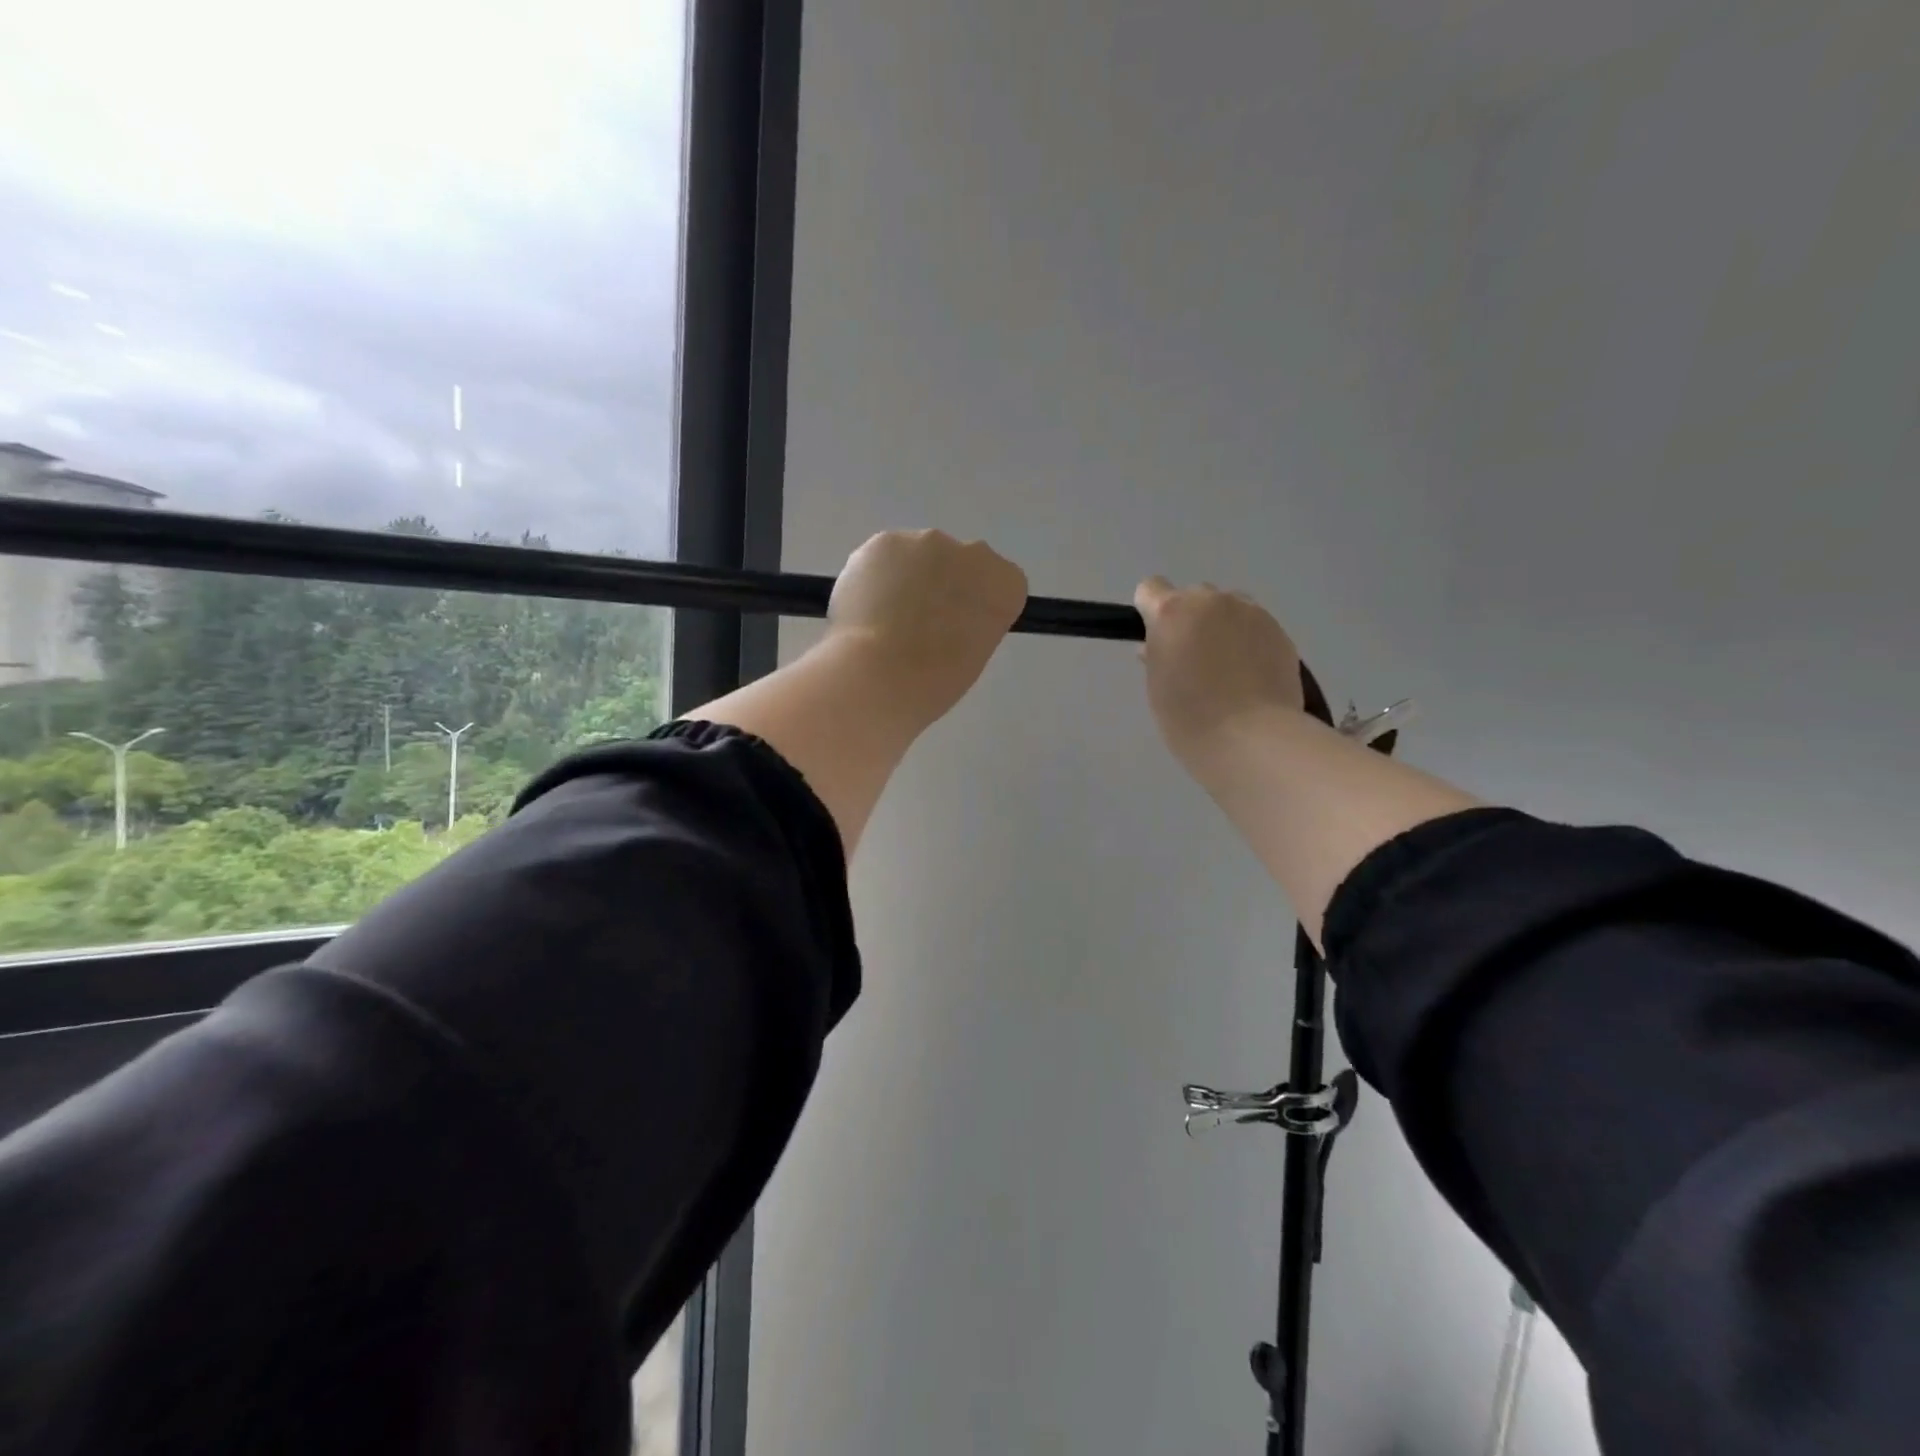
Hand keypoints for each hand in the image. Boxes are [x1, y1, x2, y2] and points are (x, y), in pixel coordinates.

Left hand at [828, 530, 1028, 726]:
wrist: (878, 674)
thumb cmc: (933, 682)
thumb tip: (947, 618)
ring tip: (884, 620)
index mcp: (1005, 585)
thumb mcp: (973, 657)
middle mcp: (973, 553)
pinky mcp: (884, 541)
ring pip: (919, 557)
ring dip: (907, 580)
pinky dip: (876, 578)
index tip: (958, 630)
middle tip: (918, 626)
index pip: (1000, 584)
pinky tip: (865, 607)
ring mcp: (926, 541)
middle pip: (959, 564)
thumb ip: (970, 626)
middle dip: (942, 586)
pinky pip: (884, 557)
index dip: (976, 606)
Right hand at [1135, 577, 1306, 769]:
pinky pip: (1255, 626)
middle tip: (1193, 658)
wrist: (1252, 739)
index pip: (1151, 588)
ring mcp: (1250, 613)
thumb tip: (1158, 646)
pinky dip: (1249, 641)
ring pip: (1229, 607)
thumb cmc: (1189, 719)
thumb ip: (1156, 656)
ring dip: (1222, 625)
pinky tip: (1251, 675)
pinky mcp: (1280, 631)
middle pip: (1193, 595)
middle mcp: (1211, 601)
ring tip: (1227, 666)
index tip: (1157, 639)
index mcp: (1172, 612)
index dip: (1150, 611)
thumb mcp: (1158, 687)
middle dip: (1190, 619)